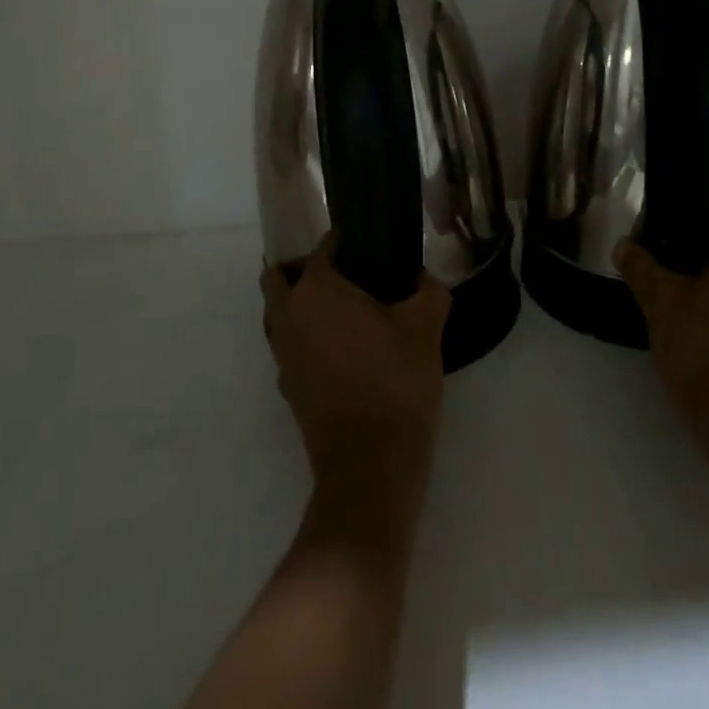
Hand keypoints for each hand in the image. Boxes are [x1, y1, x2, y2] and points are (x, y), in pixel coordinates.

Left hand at [261, 238, 451, 491]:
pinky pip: (289, 347)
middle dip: (305, 269)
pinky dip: (306, 338)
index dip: (345, 242)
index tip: (369, 247)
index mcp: (317, 290)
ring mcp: (283, 356)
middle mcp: (289, 316)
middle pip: (280, 278)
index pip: (322, 249)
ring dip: (301, 304)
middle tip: (347, 274)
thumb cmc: (395, 380)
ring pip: (279, 314)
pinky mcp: (287, 388)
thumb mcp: (425, 326)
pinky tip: (343, 349)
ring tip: (346, 311)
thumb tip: (422, 279)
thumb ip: (429, 291)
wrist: (371, 465)